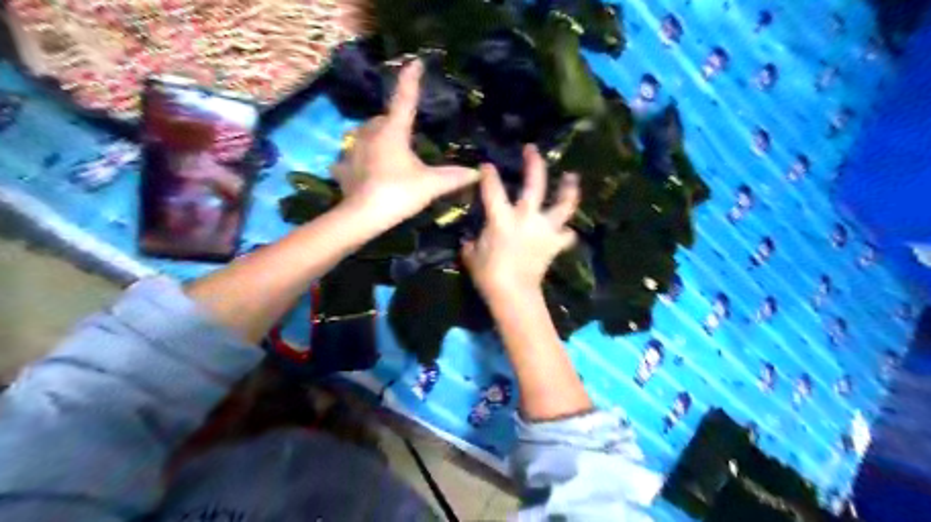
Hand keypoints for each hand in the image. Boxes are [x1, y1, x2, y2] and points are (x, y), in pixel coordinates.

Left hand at [331, 59, 478, 226]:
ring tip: (387, 148)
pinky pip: (350, 157)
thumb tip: (477, 172)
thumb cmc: (398, 193)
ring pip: (364, 134)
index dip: (411, 80)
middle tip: (406, 131)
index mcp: (393, 132)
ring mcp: (352, 150)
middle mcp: (370, 134)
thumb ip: (454, 177)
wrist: (362, 216)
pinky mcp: (343, 169)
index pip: (405, 99)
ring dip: (376, 136)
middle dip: (393, 120)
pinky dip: (358, 159)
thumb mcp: (430, 184)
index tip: (415, 62)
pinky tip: (363, 168)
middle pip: (382, 119)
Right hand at [461, 145, 580, 299]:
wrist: (513, 294)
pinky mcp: (554, 245)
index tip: (486, 166)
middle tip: (532, 150)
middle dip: (534, 164)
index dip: (488, 174)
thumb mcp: (471, 256)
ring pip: (562, 205)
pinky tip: (566, 229)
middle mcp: (526, 218)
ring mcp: (544, 230)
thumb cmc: (488, 275)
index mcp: (502, 218)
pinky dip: (566, 233)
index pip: (493, 189)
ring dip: (568, 190)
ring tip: (572, 178)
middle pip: (535, 185)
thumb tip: (472, 238)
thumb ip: (472, 242)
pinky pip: (566, 235)